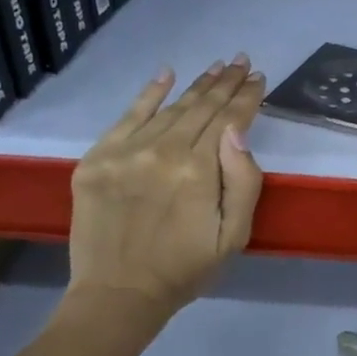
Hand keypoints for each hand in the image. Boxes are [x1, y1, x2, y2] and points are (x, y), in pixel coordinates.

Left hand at [64, 56, 265, 315]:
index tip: (258, 77)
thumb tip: (237, 131)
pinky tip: (167, 74)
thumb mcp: (234, 236)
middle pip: (201, 107)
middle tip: (241, 61)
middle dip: (226, 83)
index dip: (247, 97)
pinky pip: (127, 116)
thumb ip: (244, 182)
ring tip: (217, 67)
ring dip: (197, 85)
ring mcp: (126, 152)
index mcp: (199, 171)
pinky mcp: (97, 158)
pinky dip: (149, 93)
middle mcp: (163, 151)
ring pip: (170, 108)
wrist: (118, 294)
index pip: (229, 120)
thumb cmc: (186, 269)